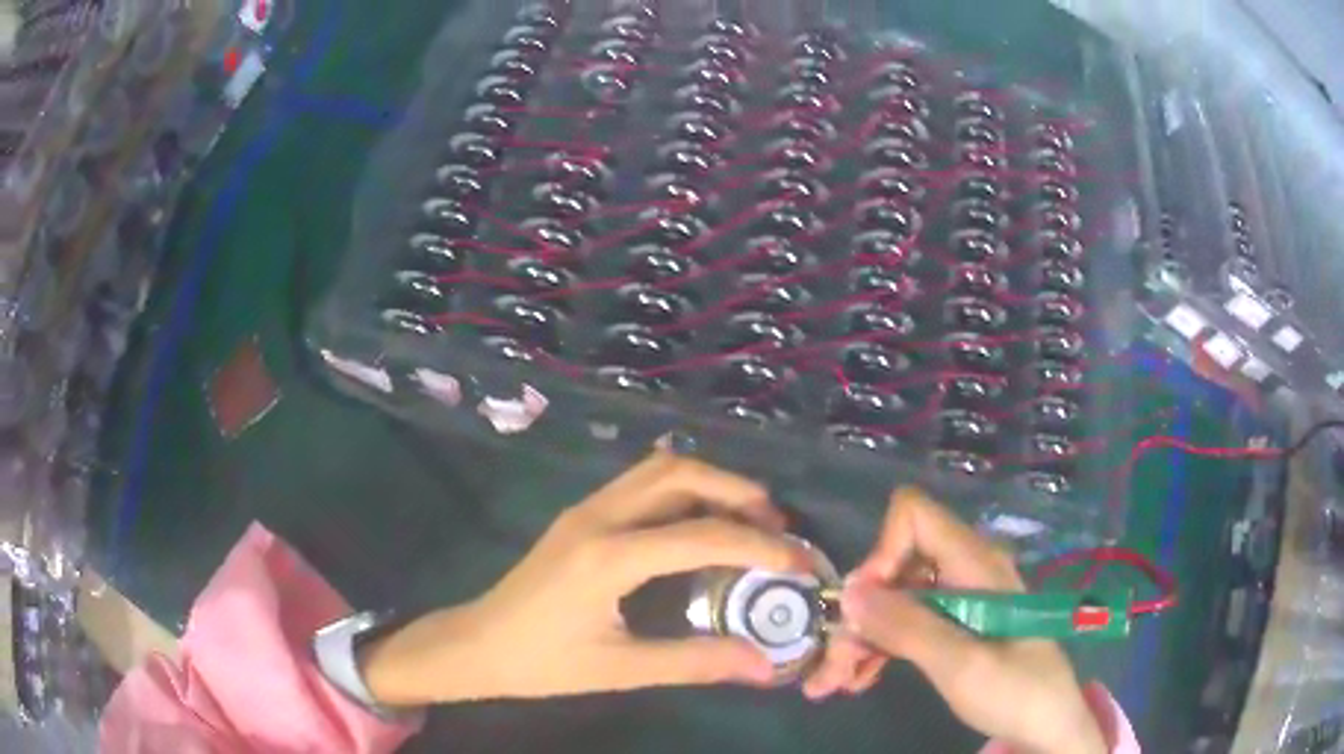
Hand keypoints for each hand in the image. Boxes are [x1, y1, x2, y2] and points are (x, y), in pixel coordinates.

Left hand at [361, 451, 811, 705]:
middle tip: (778, 527)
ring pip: (659, 469)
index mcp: (609, 556)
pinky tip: (700, 519)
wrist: (477, 645)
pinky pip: (641, 483)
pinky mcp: (581, 515)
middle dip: (739, 492)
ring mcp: (586, 509)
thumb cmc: (543, 663)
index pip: (702, 535)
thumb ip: (695, 662)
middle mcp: (599, 517)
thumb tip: (763, 664)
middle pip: (680, 473)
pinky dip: (683, 489)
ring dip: (711, 484)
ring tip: (749, 520)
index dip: (760, 547)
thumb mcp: (621, 669)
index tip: (801, 562)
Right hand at [806, 488, 1107, 753]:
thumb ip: (909, 628)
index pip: (915, 517)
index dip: (882, 553)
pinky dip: (877, 648)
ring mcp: (959, 599)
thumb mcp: (962, 666)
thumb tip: (850, 591)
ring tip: (832, 684)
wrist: (1048, 725)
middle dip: (859, 612)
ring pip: (893, 599)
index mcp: (976, 564)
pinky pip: (906, 623)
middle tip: (829, 668)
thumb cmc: (1017, 693)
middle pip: (895, 565)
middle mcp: (964, 571)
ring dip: (859, 637)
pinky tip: (858, 680)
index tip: (864, 609)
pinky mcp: (954, 625)